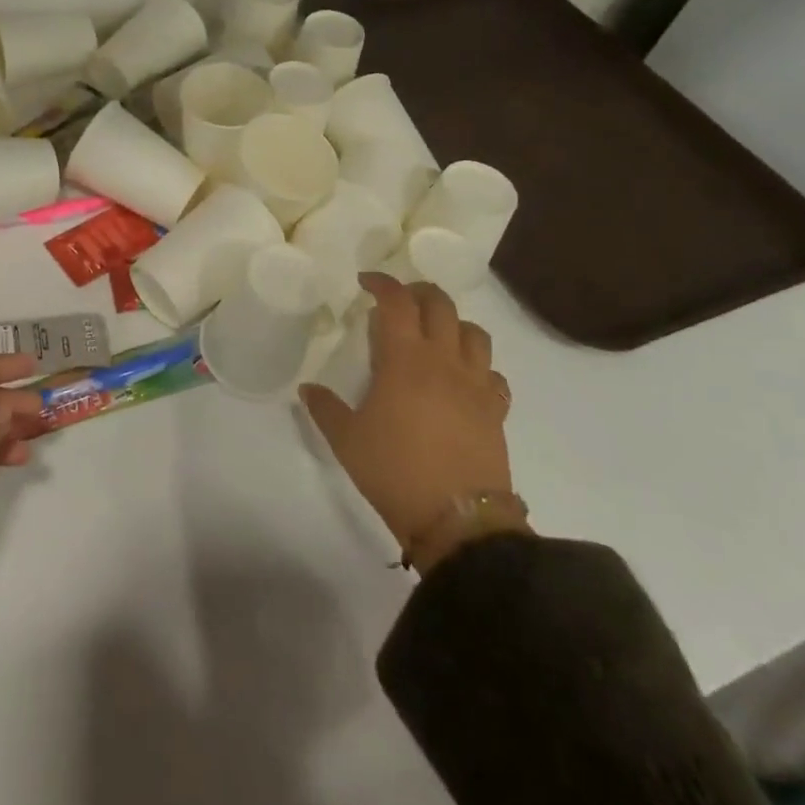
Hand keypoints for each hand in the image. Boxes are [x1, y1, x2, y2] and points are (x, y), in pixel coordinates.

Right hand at [300, 274, 518, 571]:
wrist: (458, 521)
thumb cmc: (395, 471)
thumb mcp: (346, 440)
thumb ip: (325, 408)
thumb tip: (308, 389)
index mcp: (405, 359)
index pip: (396, 301)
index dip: (381, 283)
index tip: (365, 282)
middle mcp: (444, 361)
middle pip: (441, 305)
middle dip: (418, 293)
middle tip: (399, 302)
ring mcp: (476, 384)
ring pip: (474, 333)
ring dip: (453, 323)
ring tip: (434, 335)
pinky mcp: (496, 410)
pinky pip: (493, 373)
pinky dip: (478, 366)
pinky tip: (462, 380)